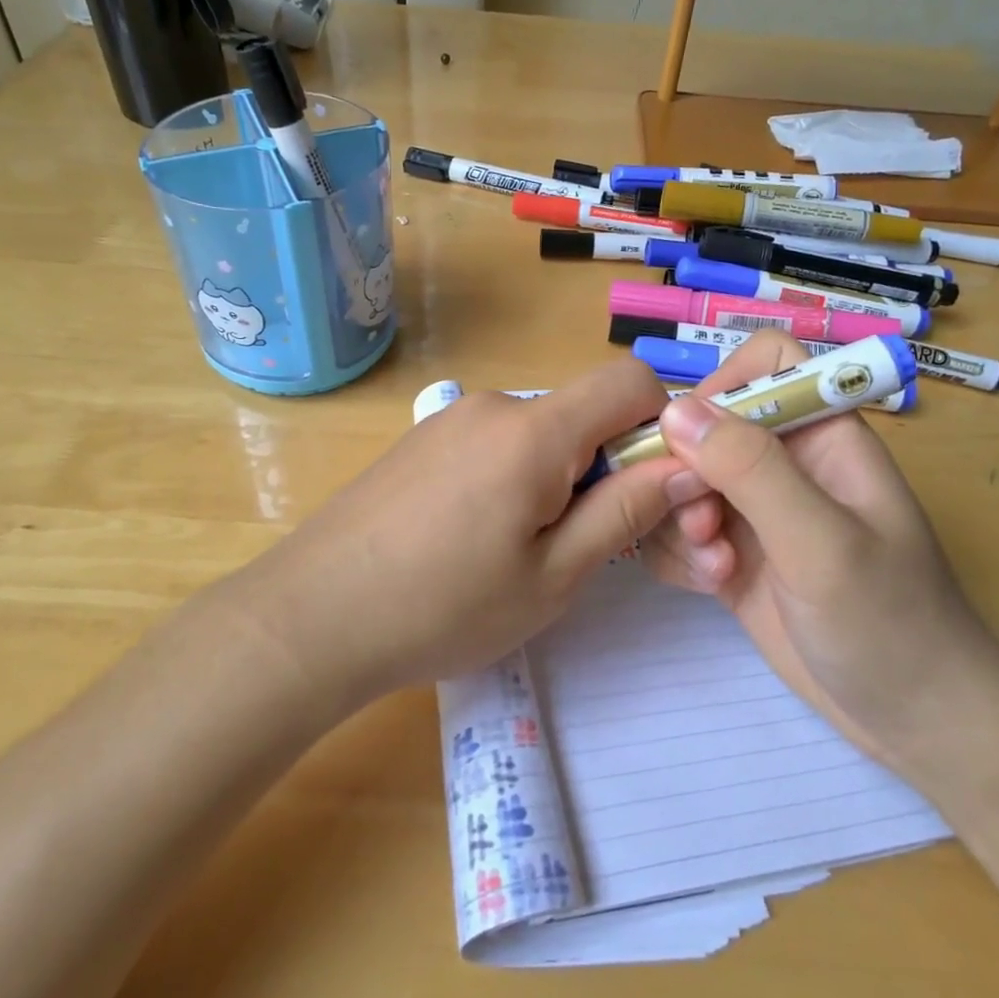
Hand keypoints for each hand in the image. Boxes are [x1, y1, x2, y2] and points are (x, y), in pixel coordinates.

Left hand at [230, 358, 691, 706]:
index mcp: (533, 430)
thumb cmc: (442, 608)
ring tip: (521, 550)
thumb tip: (687, 465)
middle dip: (605, 465)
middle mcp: (492, 405)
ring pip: (539, 431)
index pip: (630, 380)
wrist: (311, 616)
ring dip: (557, 477)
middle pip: (582, 412)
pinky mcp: (422, 440)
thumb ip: (625, 511)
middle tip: (583, 543)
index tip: (652, 488)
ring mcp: (449, 419)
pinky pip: (495, 442)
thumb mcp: (553, 576)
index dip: (662, 425)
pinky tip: (474, 537)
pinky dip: (514, 476)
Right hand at [639, 332, 998, 768]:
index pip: (765, 363)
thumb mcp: (822, 543)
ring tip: (714, 568)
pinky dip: (679, 553)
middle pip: (706, 426)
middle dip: (687, 474)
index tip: (691, 439)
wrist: (913, 722)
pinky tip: (708, 587)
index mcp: (823, 435)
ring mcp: (756, 511)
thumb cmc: (889, 623)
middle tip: (702, 526)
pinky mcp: (734, 554)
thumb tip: (673, 409)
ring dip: (680, 520)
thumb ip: (750, 470)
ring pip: (682, 480)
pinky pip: (679, 529)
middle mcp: (785, 463)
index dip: (722, 385)